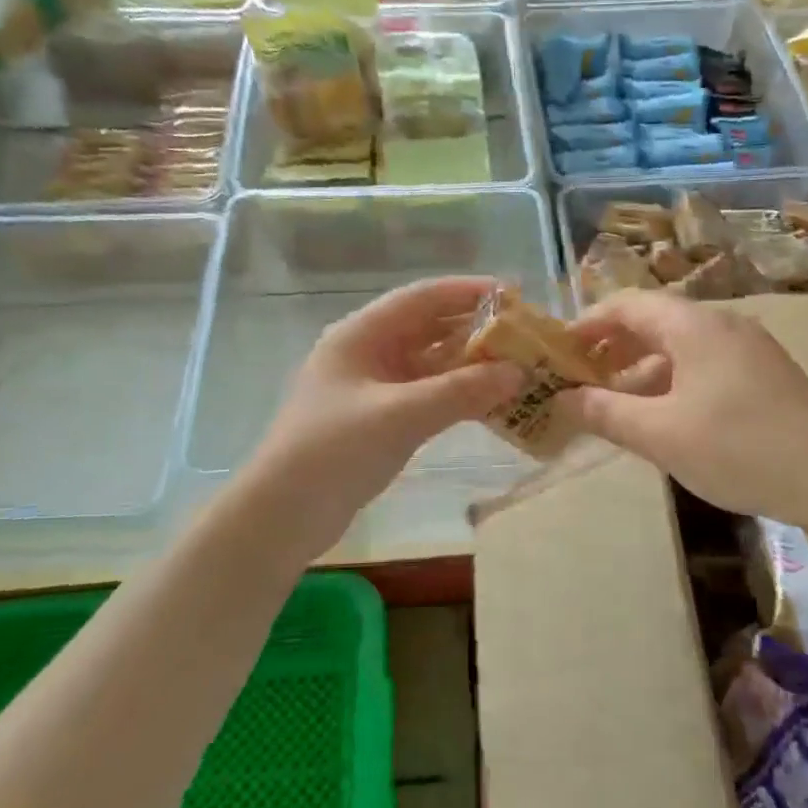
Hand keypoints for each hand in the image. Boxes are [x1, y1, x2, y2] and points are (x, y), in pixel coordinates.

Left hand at [252, 277, 525, 528]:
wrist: (283, 515)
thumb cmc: (333, 451)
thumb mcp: (400, 416)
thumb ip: (460, 392)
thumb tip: (518, 373)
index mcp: (361, 335)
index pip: (421, 298)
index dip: (467, 292)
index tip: (513, 295)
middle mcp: (367, 353)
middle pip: (429, 329)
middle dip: (475, 330)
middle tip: (524, 336)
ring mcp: (373, 388)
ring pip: (431, 365)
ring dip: (470, 366)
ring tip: (518, 368)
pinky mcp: (380, 420)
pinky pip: (427, 395)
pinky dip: (457, 396)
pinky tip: (491, 404)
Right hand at [561, 290, 807, 524]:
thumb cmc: (740, 449)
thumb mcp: (661, 435)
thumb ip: (606, 413)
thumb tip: (563, 398)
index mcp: (695, 326)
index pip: (628, 304)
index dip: (588, 322)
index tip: (558, 350)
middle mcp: (723, 324)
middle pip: (654, 321)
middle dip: (613, 346)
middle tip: (580, 377)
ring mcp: (750, 348)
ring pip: (681, 345)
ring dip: (642, 367)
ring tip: (615, 401)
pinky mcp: (767, 375)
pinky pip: (705, 364)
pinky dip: (673, 380)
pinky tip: (665, 416)